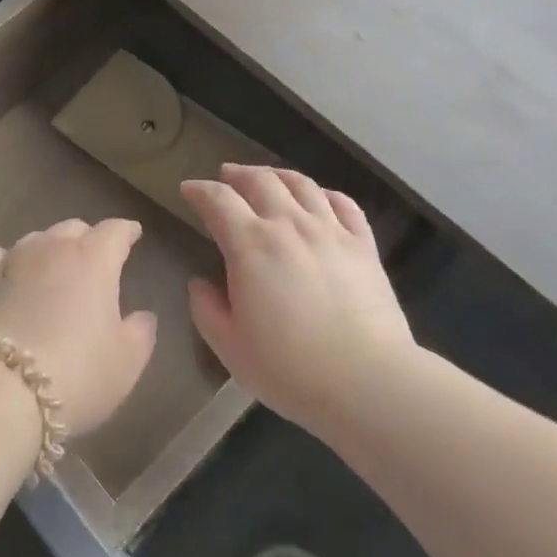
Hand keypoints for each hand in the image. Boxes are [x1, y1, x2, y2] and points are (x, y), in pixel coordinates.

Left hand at [0, 220, 157, 437]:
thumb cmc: (77, 373)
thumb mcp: (127, 362)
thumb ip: (140, 333)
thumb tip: (143, 316)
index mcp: (94, 259)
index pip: (115, 231)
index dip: (126, 231)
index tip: (133, 234)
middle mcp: (52, 249)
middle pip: (73, 228)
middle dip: (87, 238)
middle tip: (95, 257)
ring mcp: (13, 261)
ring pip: (36, 238)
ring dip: (49, 247)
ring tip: (53, 266)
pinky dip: (8, 261)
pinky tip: (8, 273)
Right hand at [182, 165, 417, 432]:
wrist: (368, 383)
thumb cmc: (290, 369)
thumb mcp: (230, 347)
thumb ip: (207, 309)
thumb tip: (200, 283)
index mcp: (250, 245)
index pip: (217, 200)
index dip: (199, 191)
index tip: (188, 190)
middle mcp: (289, 225)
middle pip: (260, 180)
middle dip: (237, 174)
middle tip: (226, 176)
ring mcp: (330, 231)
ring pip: (301, 184)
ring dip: (277, 175)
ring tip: (268, 178)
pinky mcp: (363, 245)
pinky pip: (343, 204)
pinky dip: (325, 193)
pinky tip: (319, 198)